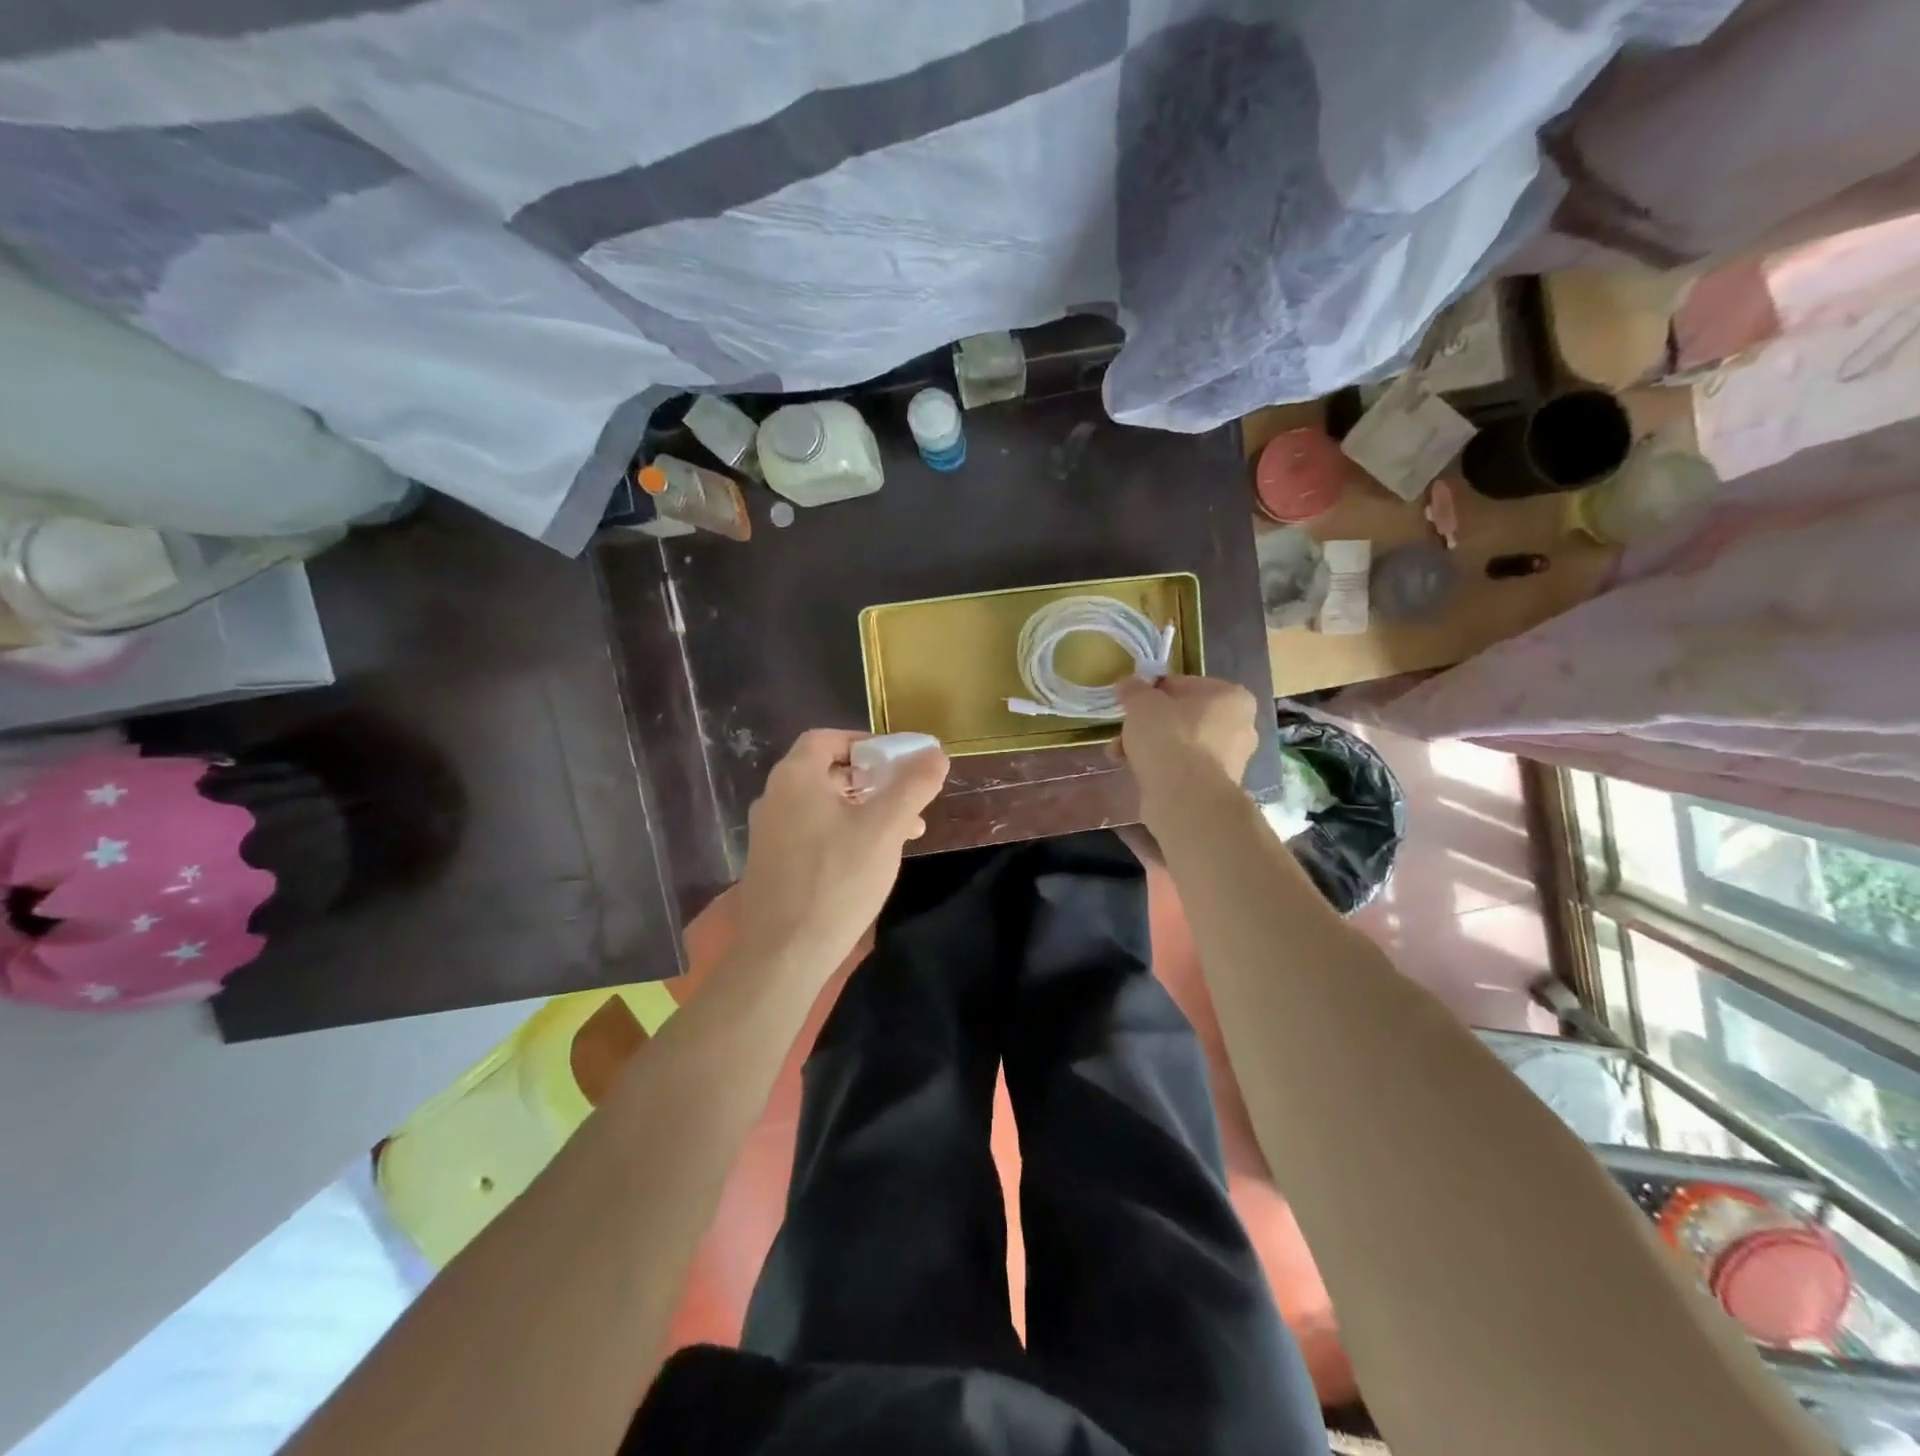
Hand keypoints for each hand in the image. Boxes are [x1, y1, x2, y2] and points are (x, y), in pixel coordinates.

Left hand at [733, 729, 949, 972]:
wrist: (783, 954)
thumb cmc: (836, 880)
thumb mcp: (885, 828)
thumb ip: (912, 786)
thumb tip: (935, 754)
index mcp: (795, 778)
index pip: (827, 738)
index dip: (865, 743)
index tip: (897, 760)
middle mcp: (775, 798)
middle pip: (827, 772)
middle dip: (873, 781)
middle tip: (907, 798)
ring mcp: (769, 833)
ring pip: (823, 806)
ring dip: (864, 810)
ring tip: (904, 833)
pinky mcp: (772, 864)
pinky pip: (813, 832)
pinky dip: (844, 833)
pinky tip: (872, 860)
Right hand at [1115, 675, 1257, 818]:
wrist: (1186, 800)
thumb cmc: (1170, 738)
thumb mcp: (1142, 703)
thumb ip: (1134, 690)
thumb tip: (1128, 684)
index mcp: (1232, 697)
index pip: (1184, 684)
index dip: (1152, 692)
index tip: (1131, 703)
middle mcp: (1240, 727)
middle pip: (1182, 717)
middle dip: (1148, 724)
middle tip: (1123, 730)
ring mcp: (1230, 760)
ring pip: (1180, 744)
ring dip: (1149, 747)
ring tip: (1119, 754)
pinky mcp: (1215, 787)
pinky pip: (1182, 769)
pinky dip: (1160, 768)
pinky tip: (1134, 772)